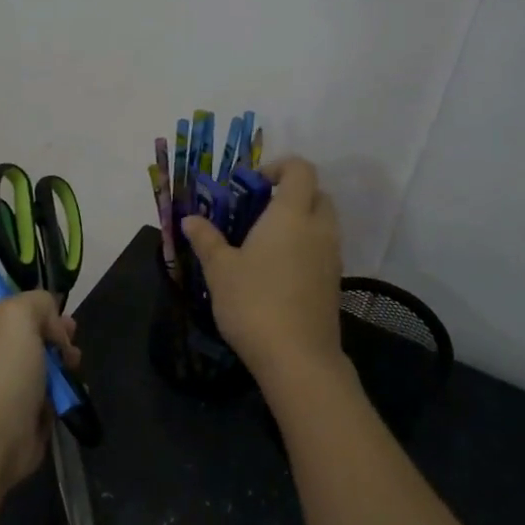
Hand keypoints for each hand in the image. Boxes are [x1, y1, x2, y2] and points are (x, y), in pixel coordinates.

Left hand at [0, 291, 80, 491]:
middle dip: (60, 331)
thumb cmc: (7, 367)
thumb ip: (39, 301)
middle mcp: (3, 348)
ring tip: (73, 364)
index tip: (56, 307)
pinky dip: (71, 387)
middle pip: (39, 330)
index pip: (13, 300)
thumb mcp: (19, 313)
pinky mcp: (35, 407)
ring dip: (69, 359)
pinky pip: (59, 389)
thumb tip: (54, 324)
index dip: (37, 301)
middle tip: (70, 336)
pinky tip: (75, 388)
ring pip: (52, 360)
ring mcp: (18, 379)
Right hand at [180, 156, 342, 375]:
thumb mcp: (220, 270)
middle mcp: (318, 229)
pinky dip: (305, 246)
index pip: (301, 170)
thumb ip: (207, 239)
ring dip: (300, 221)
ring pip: (323, 223)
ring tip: (264, 242)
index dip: (279, 166)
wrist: (298, 357)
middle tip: (258, 211)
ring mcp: (332, 256)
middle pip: (317, 194)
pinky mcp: (334, 282)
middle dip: (291, 193)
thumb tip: (190, 219)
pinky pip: (323, 249)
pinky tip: (277, 270)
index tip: (253, 183)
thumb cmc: (254, 303)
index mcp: (291, 215)